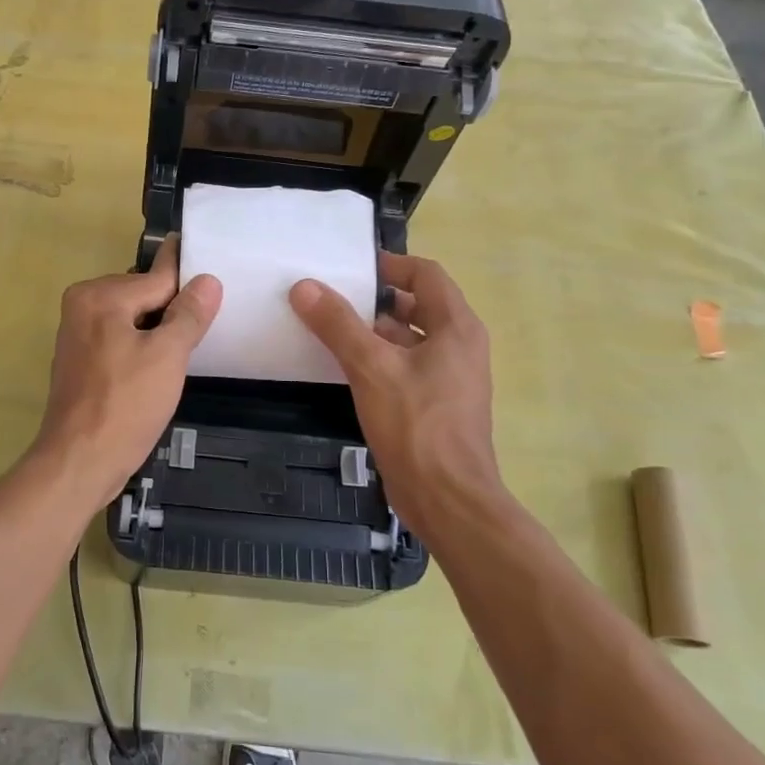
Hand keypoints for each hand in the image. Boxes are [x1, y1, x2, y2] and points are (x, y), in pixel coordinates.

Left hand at [29, 240, 221, 501]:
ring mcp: (78, 334)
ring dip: (159, 330)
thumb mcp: (167, 356)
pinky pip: (120, 339)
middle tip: (210, 321)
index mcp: (100, 296)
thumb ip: (188, 314)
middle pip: (143, 296)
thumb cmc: (126, 406)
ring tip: (192, 343)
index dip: (188, 278)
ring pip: (132, 319)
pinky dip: (142, 346)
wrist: (79, 463)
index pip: (157, 278)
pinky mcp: (81, 361)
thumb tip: (207, 280)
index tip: (209, 261)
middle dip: (173, 309)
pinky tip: (162, 365)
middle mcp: (82, 305)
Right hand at [289, 252, 505, 533]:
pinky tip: (344, 368)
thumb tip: (304, 286)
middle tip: (332, 297)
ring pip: (409, 339)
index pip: (426, 275)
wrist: (447, 499)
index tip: (351, 268)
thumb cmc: (416, 425)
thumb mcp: (370, 367)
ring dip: (373, 331)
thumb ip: (337, 324)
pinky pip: (406, 367)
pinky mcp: (436, 404)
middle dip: (375, 300)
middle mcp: (459, 346)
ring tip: (329, 328)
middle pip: (417, 305)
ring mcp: (450, 378)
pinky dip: (378, 359)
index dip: (390, 265)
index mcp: (456, 328)